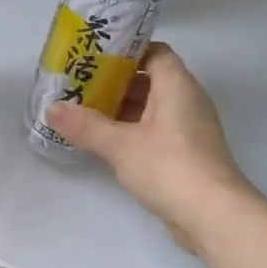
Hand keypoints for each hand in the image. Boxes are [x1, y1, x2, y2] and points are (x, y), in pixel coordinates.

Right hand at [44, 43, 254, 239]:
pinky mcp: (187, 154)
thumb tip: (52, 108)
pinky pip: (156, 131)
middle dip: (115, 82)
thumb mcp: (120, 145)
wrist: (214, 216)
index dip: (126, 51)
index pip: (154, 52)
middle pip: (150, 80)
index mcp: (177, 85)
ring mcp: (189, 129)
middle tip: (79, 85)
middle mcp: (187, 100)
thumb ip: (85, 125)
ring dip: (121, 109)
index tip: (94, 57)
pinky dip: (132, 130)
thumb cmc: (169, 167)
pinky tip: (105, 141)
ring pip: (151, 107)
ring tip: (84, 111)